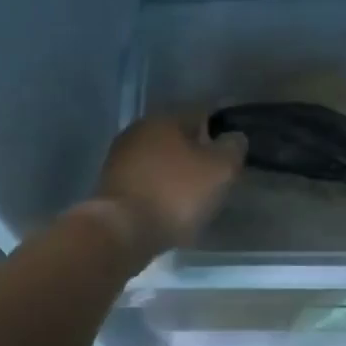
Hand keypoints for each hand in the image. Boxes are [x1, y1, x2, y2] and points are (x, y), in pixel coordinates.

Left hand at [90, 113, 247, 264]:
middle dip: (196, 153)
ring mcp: (120, 157)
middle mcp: (139, 130)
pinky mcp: (110, 185)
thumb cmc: (176, 194)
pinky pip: (146, 181)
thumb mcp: (220, 170)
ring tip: (194, 197)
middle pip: (178, 137)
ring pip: (160, 159)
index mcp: (165, 118)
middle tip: (215, 177)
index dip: (220, 132)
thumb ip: (233, 148)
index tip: (232, 154)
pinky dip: (160, 190)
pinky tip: (170, 208)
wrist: (122, 231)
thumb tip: (234, 137)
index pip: (201, 114)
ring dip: (176, 173)